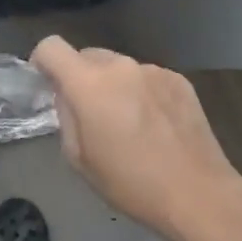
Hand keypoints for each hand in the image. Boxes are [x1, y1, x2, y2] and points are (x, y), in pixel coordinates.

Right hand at [30, 36, 241, 240]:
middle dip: (81, 78)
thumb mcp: (79, 159)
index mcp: (89, 84)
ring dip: (114, 86)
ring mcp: (153, 70)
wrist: (199, 194)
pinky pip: (146, 78)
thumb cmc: (131, 183)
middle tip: (90, 114)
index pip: (51, 46)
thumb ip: (66, 117)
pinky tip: (156, 125)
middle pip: (87, 56)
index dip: (42, 61)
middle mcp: (120, 66)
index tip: (46, 83)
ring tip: (129, 123)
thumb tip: (68, 98)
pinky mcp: (179, 80)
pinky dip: (142, 93)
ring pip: (119, 68)